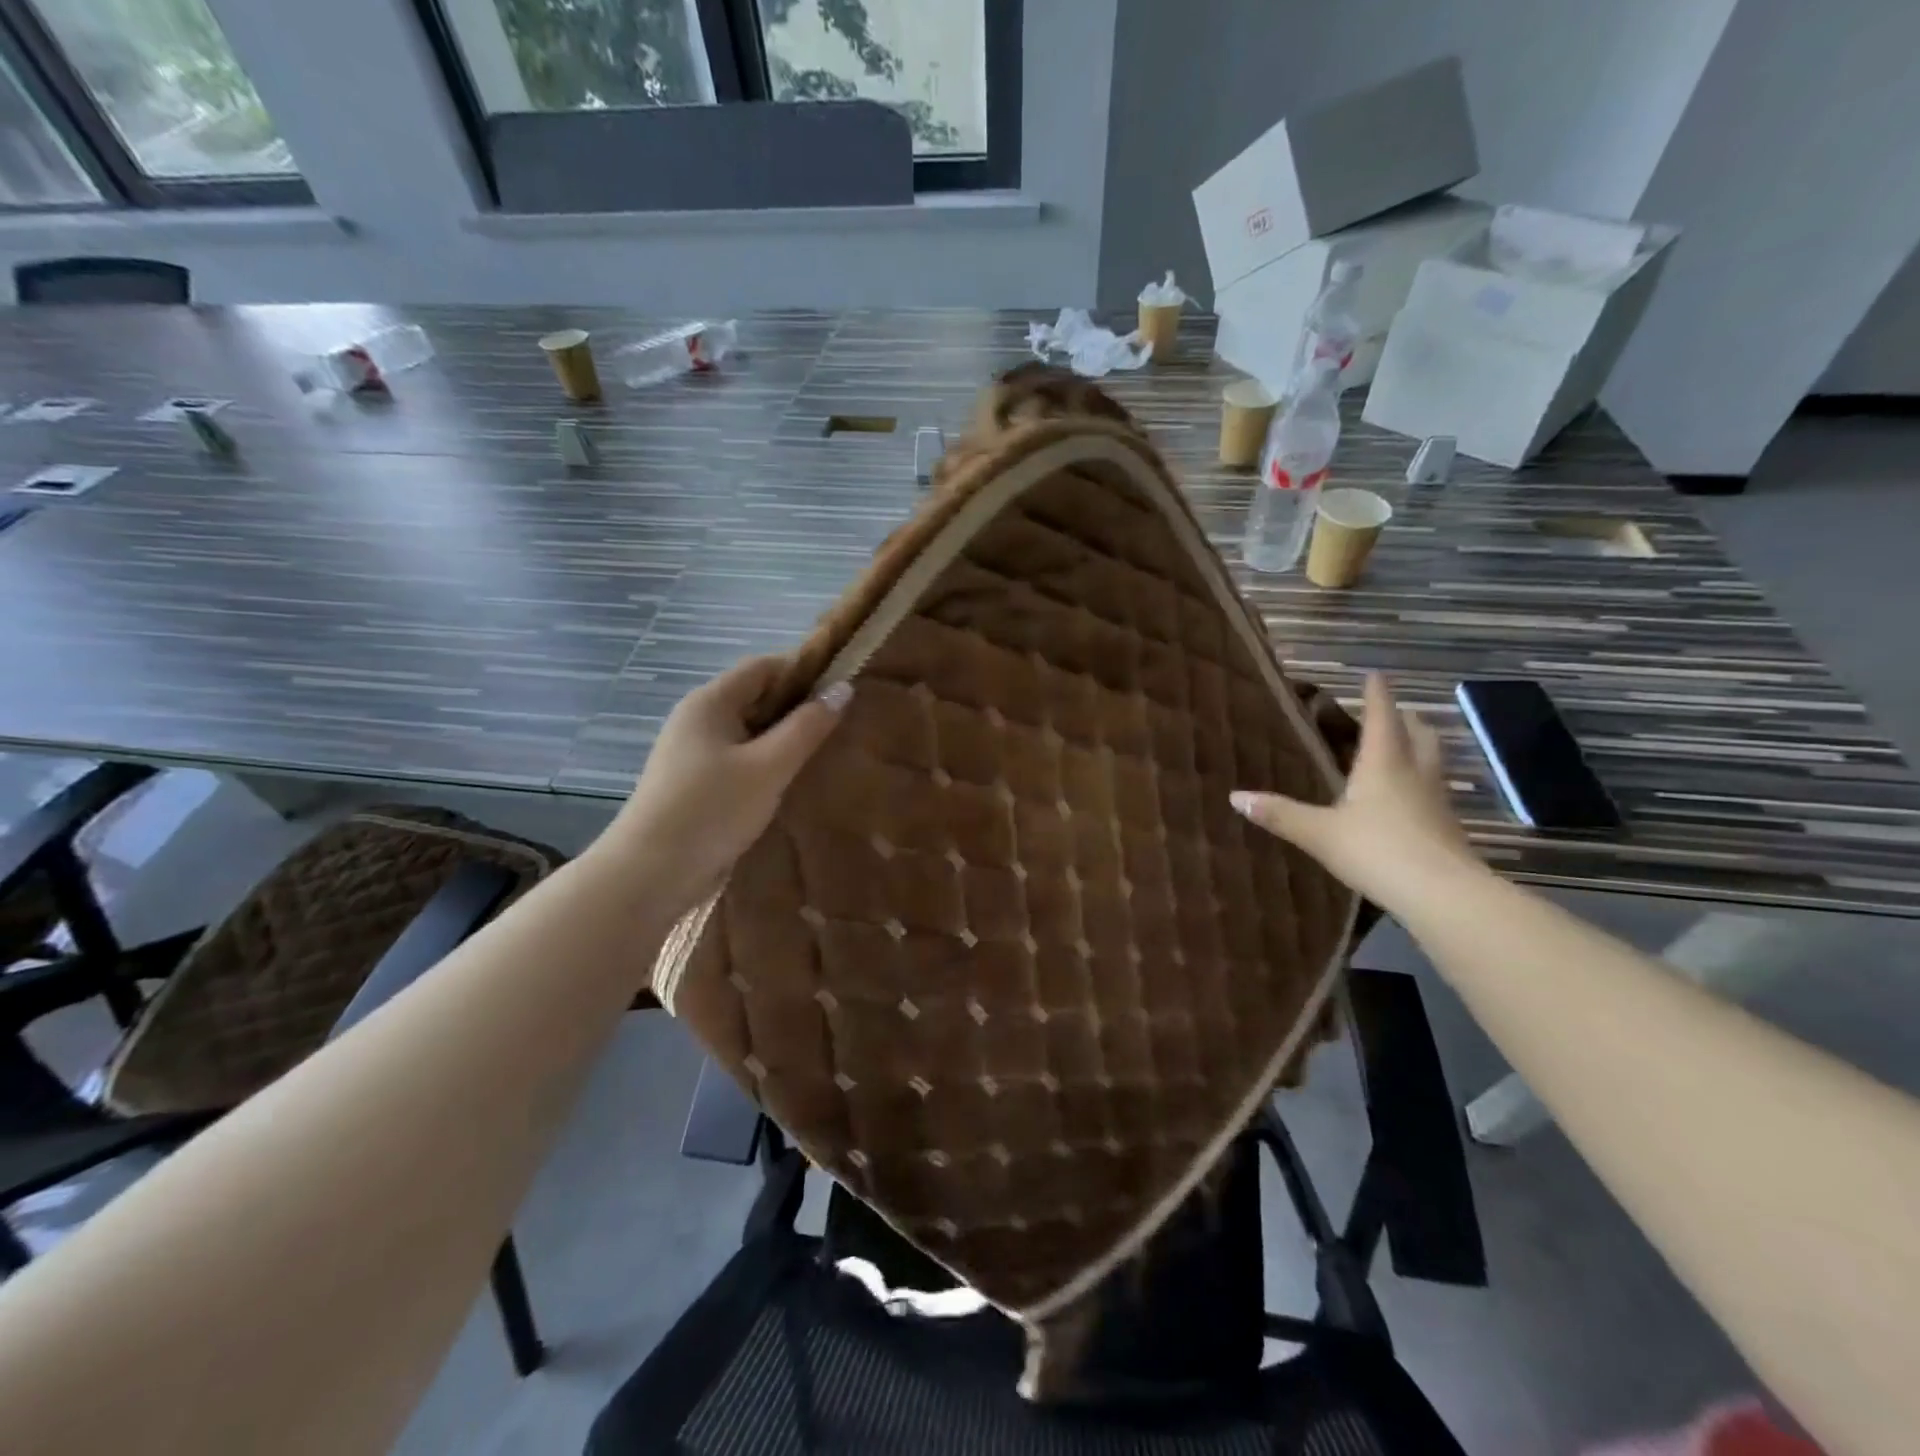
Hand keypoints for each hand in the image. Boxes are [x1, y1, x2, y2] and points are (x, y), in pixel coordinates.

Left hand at [600, 656, 849, 916]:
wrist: (650, 875)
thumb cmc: (711, 810)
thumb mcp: (769, 767)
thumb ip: (807, 727)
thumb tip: (843, 689)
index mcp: (710, 702)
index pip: (764, 667)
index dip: (804, 671)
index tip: (843, 691)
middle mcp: (699, 719)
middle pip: (756, 697)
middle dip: (798, 708)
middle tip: (843, 726)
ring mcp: (694, 752)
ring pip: (750, 732)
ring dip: (784, 740)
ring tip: (825, 754)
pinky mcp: (696, 783)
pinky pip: (741, 759)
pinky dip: (768, 764)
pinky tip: (792, 783)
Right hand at [1231, 673, 1479, 911]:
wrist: (1442, 894)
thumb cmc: (1377, 850)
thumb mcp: (1319, 832)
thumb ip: (1279, 813)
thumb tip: (1235, 796)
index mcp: (1383, 763)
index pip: (1382, 717)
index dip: (1377, 694)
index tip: (1375, 674)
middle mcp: (1415, 773)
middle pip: (1418, 733)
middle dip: (1404, 719)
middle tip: (1390, 712)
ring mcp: (1437, 800)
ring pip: (1432, 761)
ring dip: (1418, 747)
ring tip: (1402, 748)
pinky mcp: (1448, 828)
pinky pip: (1434, 790)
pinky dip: (1421, 782)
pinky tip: (1409, 798)